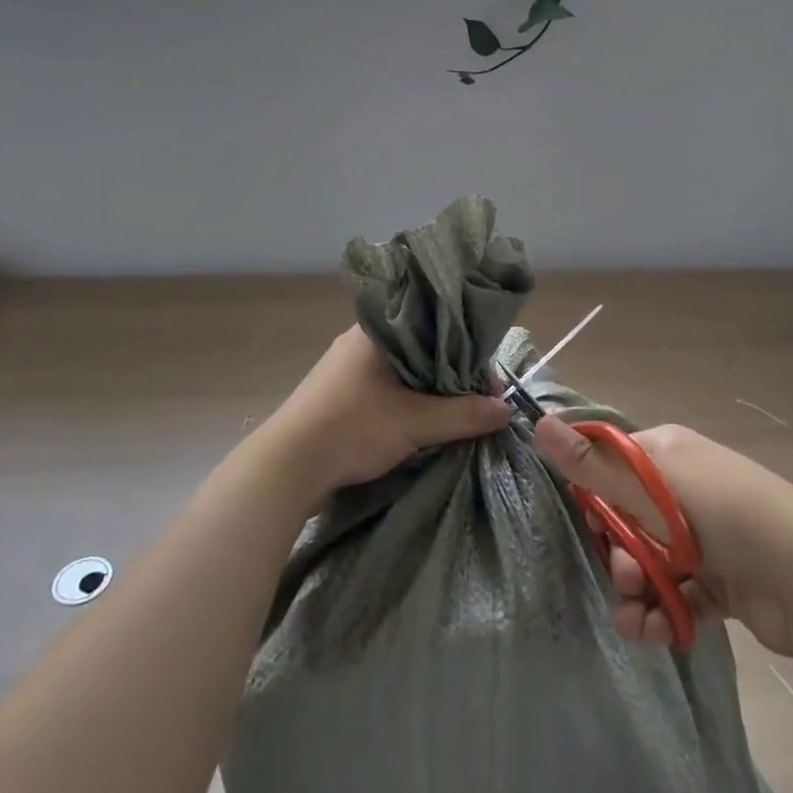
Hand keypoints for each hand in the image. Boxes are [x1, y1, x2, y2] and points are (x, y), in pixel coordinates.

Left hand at [258, 327, 510, 504]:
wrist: (285, 467)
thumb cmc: (352, 428)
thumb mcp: (414, 422)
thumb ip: (463, 415)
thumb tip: (507, 409)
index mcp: (377, 329)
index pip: (434, 325)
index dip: (466, 351)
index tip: (486, 382)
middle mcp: (361, 340)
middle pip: (421, 349)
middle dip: (450, 374)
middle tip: (476, 401)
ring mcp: (346, 368)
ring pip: (403, 371)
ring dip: (428, 390)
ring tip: (456, 413)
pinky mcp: (339, 394)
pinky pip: (386, 388)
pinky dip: (407, 401)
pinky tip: (422, 420)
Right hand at [534, 417, 792, 657]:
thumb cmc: (721, 513)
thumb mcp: (650, 486)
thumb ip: (592, 464)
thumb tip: (539, 420)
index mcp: (667, 454)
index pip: (612, 465)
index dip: (593, 495)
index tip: (587, 522)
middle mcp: (684, 489)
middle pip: (626, 519)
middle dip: (616, 551)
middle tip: (623, 573)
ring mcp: (705, 537)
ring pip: (649, 562)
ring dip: (635, 589)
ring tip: (636, 613)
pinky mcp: (721, 582)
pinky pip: (677, 594)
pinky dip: (661, 613)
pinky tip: (652, 632)